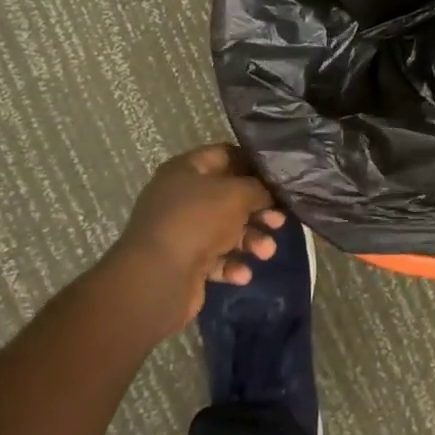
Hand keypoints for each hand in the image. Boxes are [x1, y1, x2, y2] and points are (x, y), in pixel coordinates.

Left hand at [109, 144, 285, 327]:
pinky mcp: (184, 262)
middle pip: (229, 196)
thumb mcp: (237, 194)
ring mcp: (182, 230)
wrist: (156, 279)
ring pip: (226, 230)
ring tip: (266, 252)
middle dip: (258, 210)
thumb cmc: (197, 221)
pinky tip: (242, 274)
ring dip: (251, 240)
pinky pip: (216, 258)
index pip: (226, 155)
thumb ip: (259, 188)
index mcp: (186, 170)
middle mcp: (181, 197)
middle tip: (279, 220)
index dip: (253, 164)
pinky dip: (232, 264)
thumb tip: (270, 192)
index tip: (278, 178)